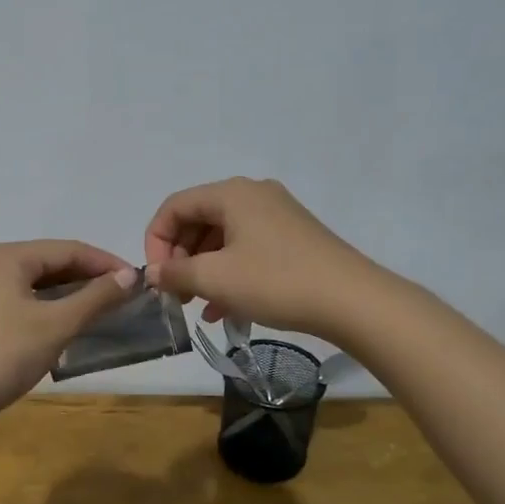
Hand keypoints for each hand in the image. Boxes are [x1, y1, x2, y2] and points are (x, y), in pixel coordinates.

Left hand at [0, 240, 138, 427]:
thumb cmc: (6, 354)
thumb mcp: (57, 324)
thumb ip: (96, 297)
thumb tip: (130, 275)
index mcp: (10, 256)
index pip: (68, 249)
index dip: (105, 263)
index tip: (138, 280)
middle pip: (52, 261)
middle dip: (89, 276)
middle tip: (124, 296)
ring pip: (39, 281)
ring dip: (72, 292)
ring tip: (104, 308)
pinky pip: (25, 298)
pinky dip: (51, 305)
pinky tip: (69, 321)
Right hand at [143, 177, 374, 335]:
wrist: (352, 300)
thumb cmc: (276, 281)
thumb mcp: (216, 279)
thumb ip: (176, 273)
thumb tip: (152, 273)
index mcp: (231, 193)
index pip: (175, 207)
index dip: (156, 241)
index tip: (157, 277)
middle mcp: (253, 195)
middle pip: (198, 220)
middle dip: (180, 258)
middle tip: (175, 294)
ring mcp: (276, 215)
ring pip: (222, 238)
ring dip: (203, 270)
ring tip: (197, 306)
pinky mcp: (293, 238)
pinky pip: (247, 249)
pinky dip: (229, 273)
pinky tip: (225, 309)